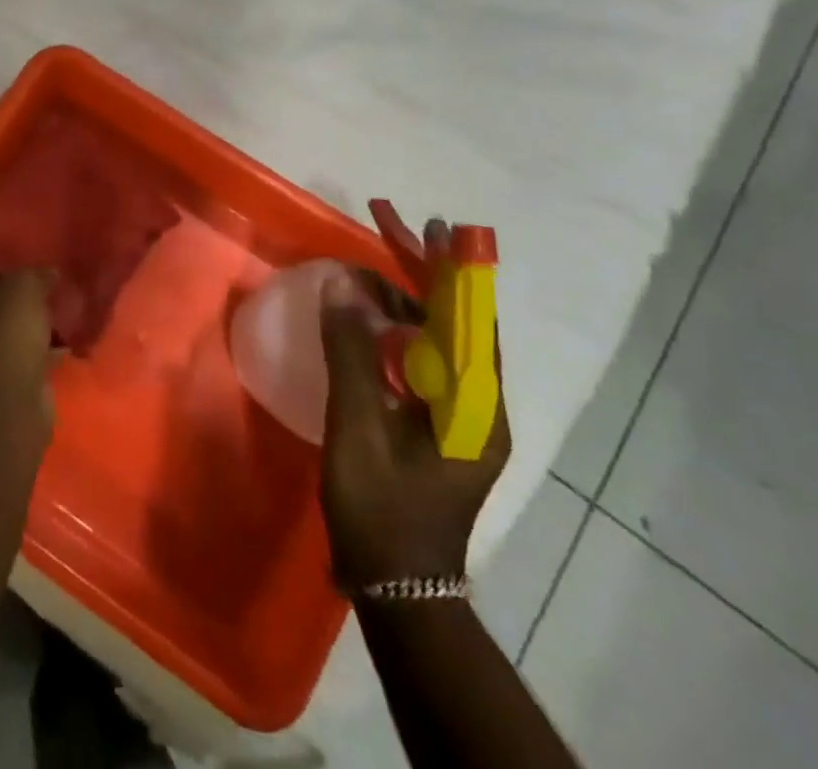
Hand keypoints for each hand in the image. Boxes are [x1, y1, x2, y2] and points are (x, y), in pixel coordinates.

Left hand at [0, 270, 58, 419]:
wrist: (6, 400)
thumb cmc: (1, 331)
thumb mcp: (22, 287)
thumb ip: (33, 277)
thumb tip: (48, 274)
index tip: (16, 289)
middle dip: (3, 318)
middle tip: (34, 308)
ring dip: (17, 343)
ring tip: (51, 329)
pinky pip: (8, 373)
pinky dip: (29, 364)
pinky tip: (58, 355)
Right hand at [319, 206, 509, 586]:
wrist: (396, 590)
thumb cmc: (380, 510)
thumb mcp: (358, 427)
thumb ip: (349, 354)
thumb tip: (340, 285)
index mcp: (475, 408)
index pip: (469, 320)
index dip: (451, 270)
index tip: (434, 227)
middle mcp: (477, 405)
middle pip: (452, 323)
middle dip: (421, 274)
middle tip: (389, 228)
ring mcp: (457, 416)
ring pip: (432, 341)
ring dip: (400, 301)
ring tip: (362, 269)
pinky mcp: (435, 424)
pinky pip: (417, 362)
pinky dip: (391, 332)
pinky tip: (362, 319)